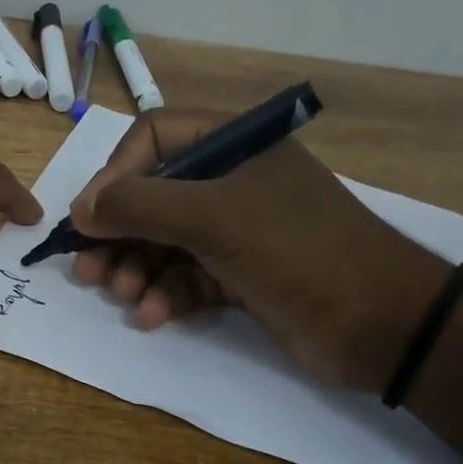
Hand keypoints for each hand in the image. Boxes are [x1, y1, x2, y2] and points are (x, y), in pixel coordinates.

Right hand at [66, 108, 447, 390]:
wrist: (383, 325)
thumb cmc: (299, 251)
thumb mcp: (214, 218)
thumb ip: (140, 206)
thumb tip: (79, 209)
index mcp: (234, 145)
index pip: (154, 138)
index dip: (115, 175)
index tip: (89, 217)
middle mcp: (232, 181)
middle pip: (153, 196)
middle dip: (118, 234)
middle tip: (87, 269)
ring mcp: (237, 230)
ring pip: (165, 241)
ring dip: (136, 268)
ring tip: (121, 294)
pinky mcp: (241, 275)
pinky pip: (187, 276)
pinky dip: (166, 294)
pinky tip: (152, 315)